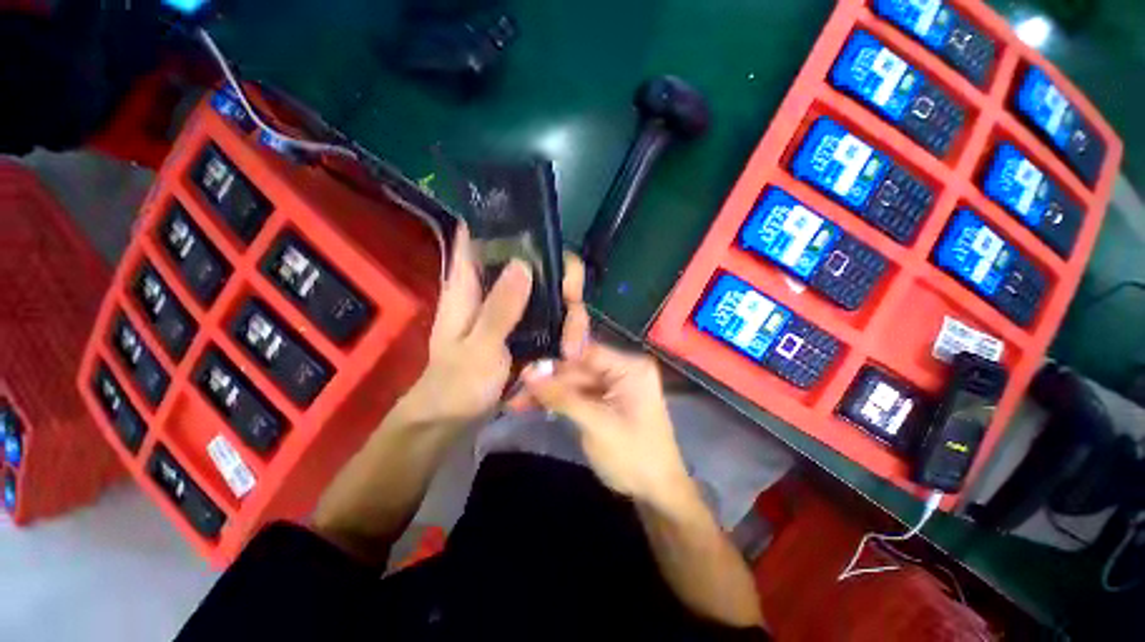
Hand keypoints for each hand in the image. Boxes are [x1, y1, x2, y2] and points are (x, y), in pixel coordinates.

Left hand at [396, 229, 591, 428]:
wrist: (455, 418)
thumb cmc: (456, 383)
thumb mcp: (478, 347)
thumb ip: (500, 309)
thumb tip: (524, 264)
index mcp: (468, 285)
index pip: (483, 238)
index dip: (510, 226)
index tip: (542, 234)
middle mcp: (495, 290)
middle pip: (534, 263)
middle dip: (560, 276)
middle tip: (573, 299)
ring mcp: (513, 310)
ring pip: (549, 291)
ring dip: (568, 310)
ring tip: (573, 344)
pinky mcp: (525, 328)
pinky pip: (552, 316)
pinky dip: (565, 326)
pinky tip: (573, 345)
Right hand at [525, 342, 692, 509]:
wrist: (657, 493)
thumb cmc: (634, 457)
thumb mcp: (596, 425)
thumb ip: (562, 397)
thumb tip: (528, 373)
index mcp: (630, 368)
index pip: (587, 352)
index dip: (556, 360)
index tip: (525, 372)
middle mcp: (623, 369)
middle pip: (578, 369)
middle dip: (547, 382)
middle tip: (514, 395)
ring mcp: (615, 385)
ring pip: (574, 382)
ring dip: (548, 393)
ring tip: (516, 404)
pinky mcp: (607, 400)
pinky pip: (578, 394)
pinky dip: (559, 402)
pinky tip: (534, 406)